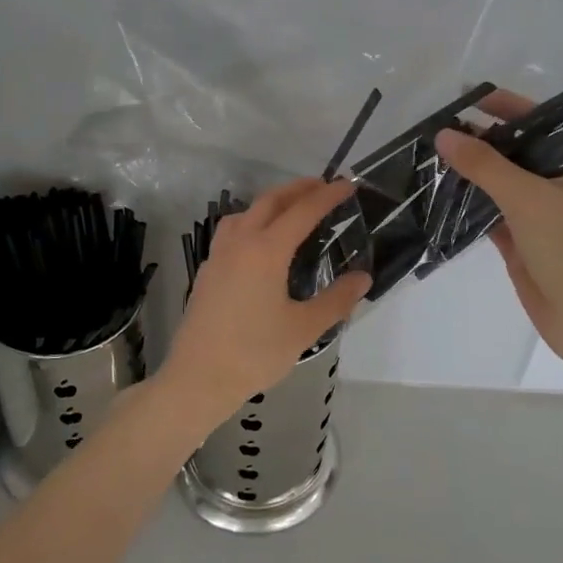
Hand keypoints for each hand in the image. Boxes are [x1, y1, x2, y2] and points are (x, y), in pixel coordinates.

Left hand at [157, 177, 371, 425]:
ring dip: (271, 202)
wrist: (198, 378)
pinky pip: (231, 231)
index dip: (328, 195)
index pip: (303, 211)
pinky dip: (252, 221)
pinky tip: (259, 242)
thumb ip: (336, 300)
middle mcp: (240, 242)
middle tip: (323, 187)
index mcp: (266, 251)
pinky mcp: (207, 270)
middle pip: (270, 202)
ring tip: (291, 209)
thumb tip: (363, 277)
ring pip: (245, 213)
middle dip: (298, 189)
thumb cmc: (254, 353)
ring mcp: (218, 255)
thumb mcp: (304, 329)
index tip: (348, 185)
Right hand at [434, 93, 562, 368]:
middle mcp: (556, 183)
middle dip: (478, 139)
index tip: (465, 97)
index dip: (503, 106)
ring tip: (428, 156)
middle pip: (512, 152)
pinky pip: (488, 213)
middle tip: (435, 127)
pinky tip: (437, 194)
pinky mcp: (519, 241)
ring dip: (468, 172)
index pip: (537, 122)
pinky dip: (466, 204)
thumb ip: (485, 165)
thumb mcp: (528, 198)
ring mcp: (536, 214)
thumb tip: (443, 134)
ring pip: (497, 184)